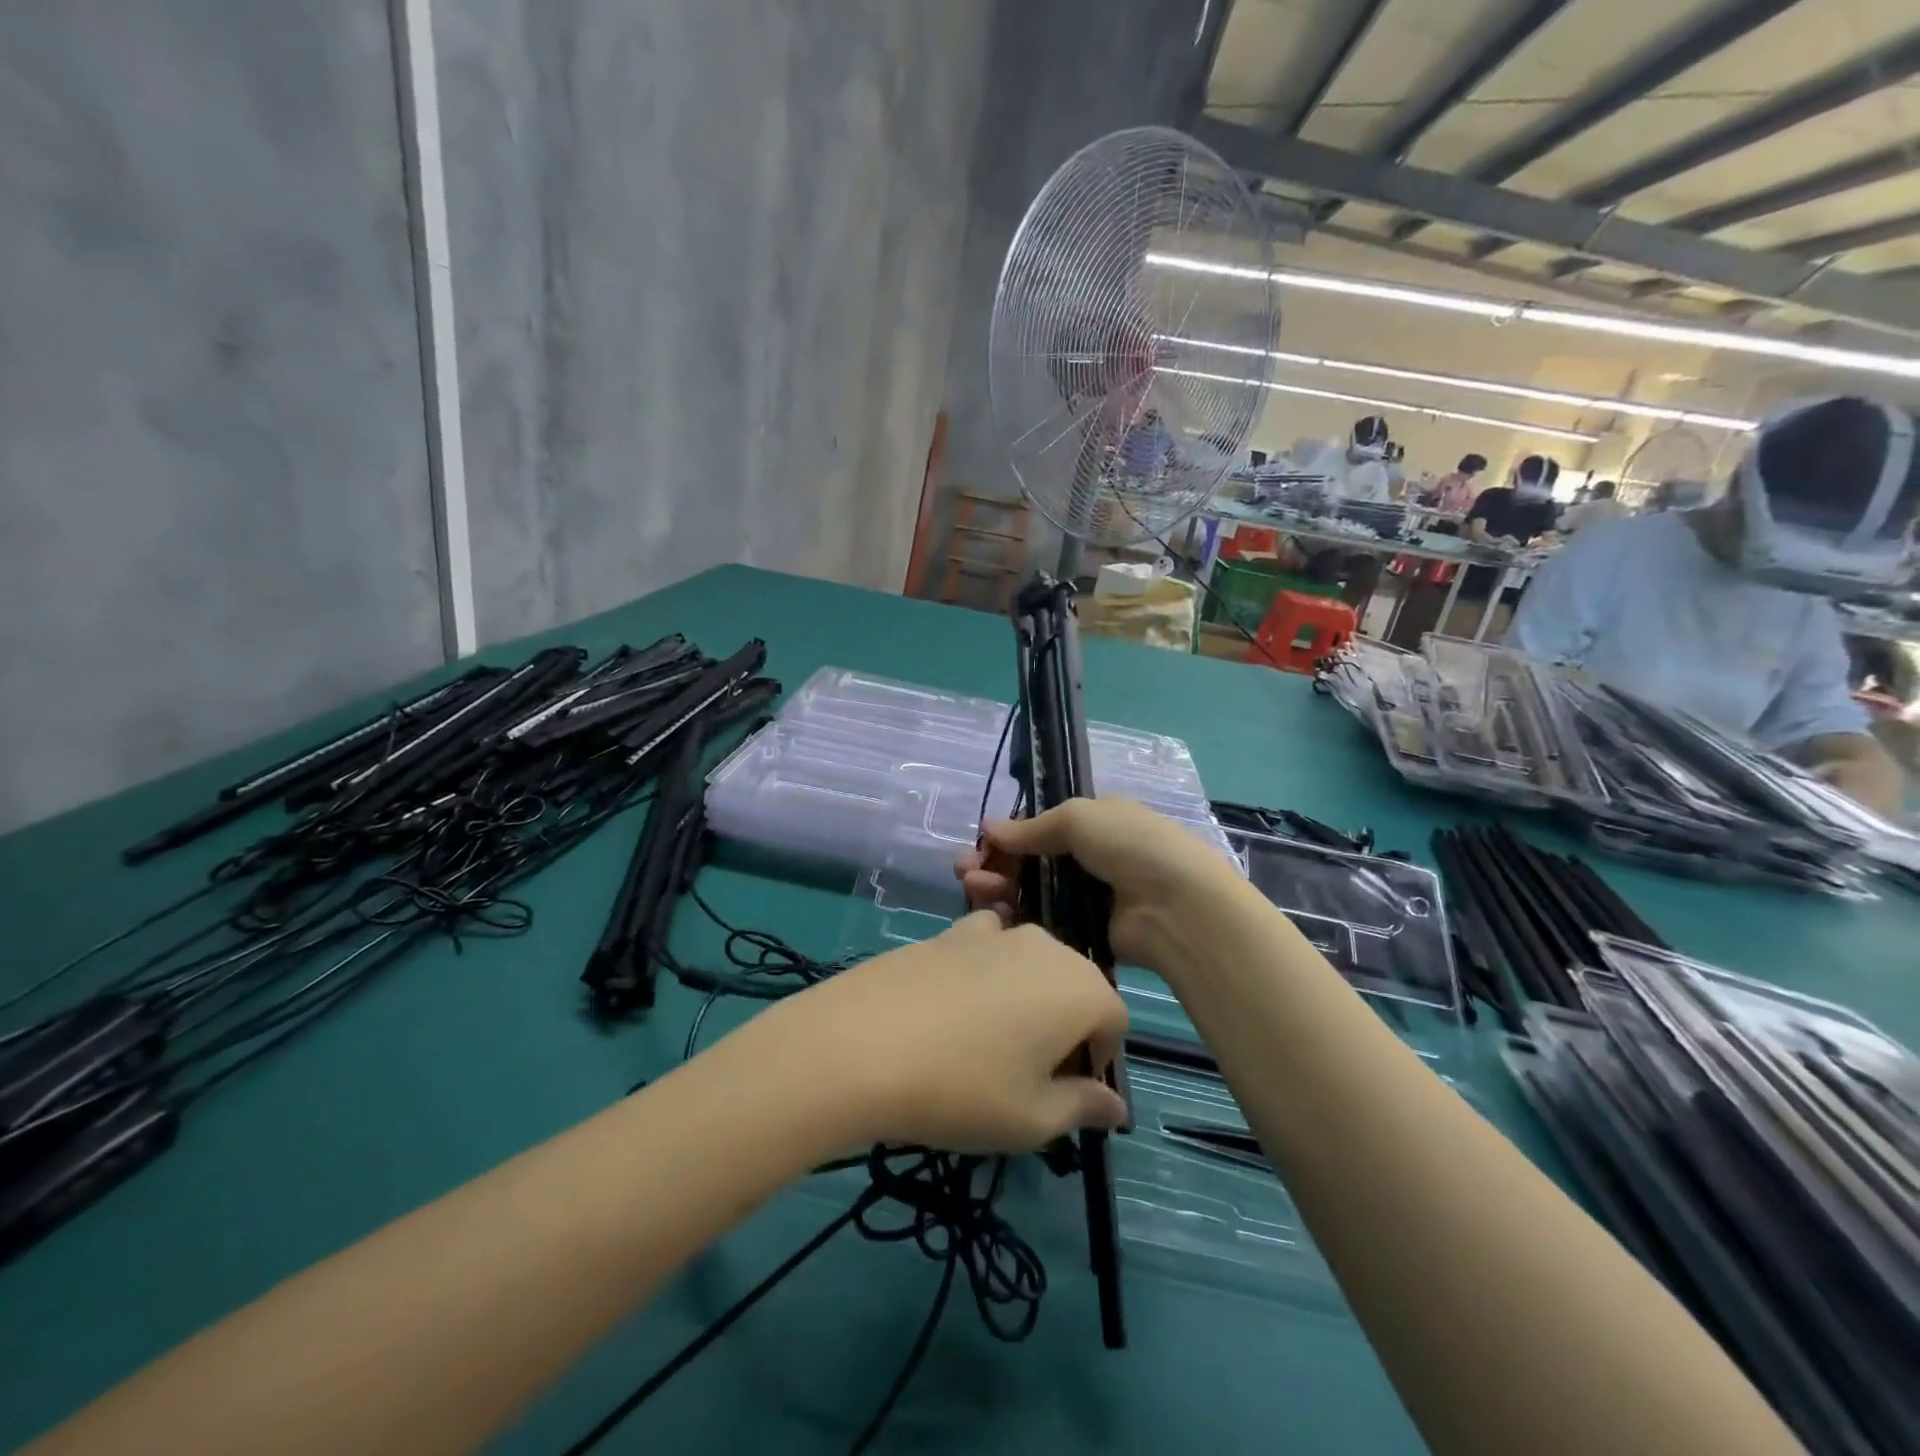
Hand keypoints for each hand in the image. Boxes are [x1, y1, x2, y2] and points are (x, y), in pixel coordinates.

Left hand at [758, 912, 1128, 1154]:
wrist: (861, 1042)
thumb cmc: (963, 1089)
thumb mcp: (1033, 1119)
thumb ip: (1083, 1107)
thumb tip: (1116, 1106)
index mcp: (1080, 987)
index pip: (1114, 1022)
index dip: (1097, 1061)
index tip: (1064, 1094)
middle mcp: (1044, 945)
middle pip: (1074, 987)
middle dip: (1065, 1028)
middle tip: (1026, 1076)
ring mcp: (993, 931)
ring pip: (1030, 968)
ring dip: (1025, 1001)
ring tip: (985, 1046)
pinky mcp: (948, 930)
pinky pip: (987, 951)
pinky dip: (985, 977)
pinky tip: (950, 1013)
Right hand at [956, 798, 1245, 976]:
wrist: (1178, 907)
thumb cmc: (1130, 846)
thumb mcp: (1079, 817)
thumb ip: (1032, 827)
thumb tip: (989, 828)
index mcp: (1095, 823)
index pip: (1041, 827)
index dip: (1009, 836)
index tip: (981, 845)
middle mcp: (1090, 858)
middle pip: (1031, 861)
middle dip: (996, 863)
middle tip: (965, 872)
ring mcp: (1088, 898)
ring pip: (1032, 892)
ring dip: (998, 887)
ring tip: (973, 888)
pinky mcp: (1084, 933)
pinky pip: (1043, 923)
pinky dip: (1016, 917)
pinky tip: (993, 913)